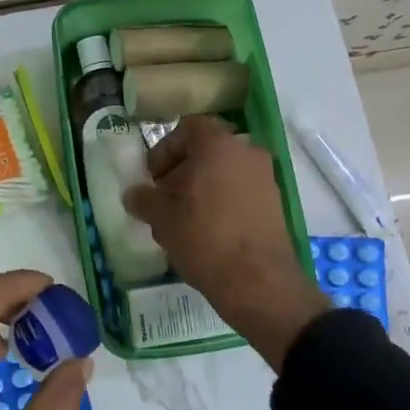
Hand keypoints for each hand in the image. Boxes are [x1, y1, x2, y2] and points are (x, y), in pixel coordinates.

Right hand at [122, 116, 325, 368]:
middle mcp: (246, 152)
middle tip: (164, 197)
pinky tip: (208, 230)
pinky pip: (241, 190)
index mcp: (218, 145)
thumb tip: (134, 194)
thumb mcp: (163, 219)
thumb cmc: (204, 238)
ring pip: (225, 171)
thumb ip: (145, 199)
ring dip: (202, 187)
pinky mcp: (276, 203)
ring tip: (183, 217)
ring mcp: (266, 177)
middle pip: (208, 150)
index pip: (187, 128)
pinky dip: (223, 200)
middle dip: (182, 170)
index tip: (152, 177)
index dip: (165, 149)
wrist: (258, 281)